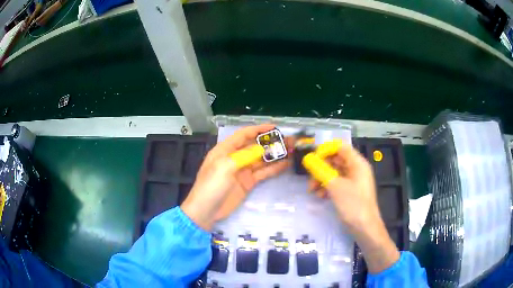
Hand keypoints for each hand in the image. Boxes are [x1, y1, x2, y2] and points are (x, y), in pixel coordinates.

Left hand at [181, 124, 290, 230]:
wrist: (206, 211)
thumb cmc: (211, 186)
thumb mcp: (224, 167)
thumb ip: (244, 156)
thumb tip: (262, 148)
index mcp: (225, 150)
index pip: (243, 135)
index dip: (258, 130)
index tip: (275, 128)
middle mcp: (235, 158)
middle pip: (255, 147)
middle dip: (270, 143)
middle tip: (288, 141)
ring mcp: (242, 171)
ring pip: (261, 160)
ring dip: (275, 155)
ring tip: (291, 151)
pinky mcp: (248, 183)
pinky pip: (263, 173)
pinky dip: (273, 168)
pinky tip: (285, 164)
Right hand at [308, 140, 399, 272]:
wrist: (365, 228)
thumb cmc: (353, 204)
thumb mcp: (335, 186)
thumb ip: (321, 170)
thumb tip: (308, 158)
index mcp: (357, 163)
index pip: (340, 147)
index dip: (326, 149)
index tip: (312, 158)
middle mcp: (356, 169)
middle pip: (336, 159)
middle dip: (321, 167)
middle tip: (309, 176)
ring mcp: (353, 181)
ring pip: (334, 173)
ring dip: (322, 179)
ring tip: (312, 190)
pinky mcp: (350, 192)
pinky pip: (337, 184)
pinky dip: (327, 187)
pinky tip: (320, 196)